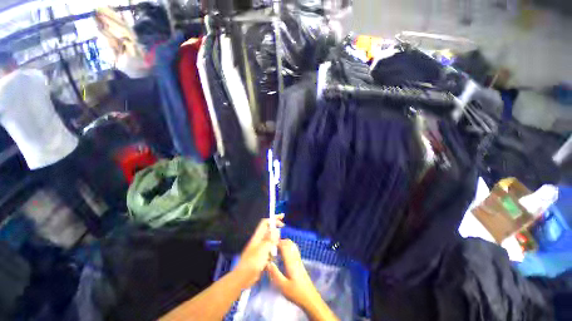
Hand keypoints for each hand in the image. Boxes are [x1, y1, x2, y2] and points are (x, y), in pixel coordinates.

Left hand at [234, 215, 283, 288]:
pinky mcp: (261, 256)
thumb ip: (270, 240)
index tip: (282, 218)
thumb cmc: (252, 263)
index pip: (265, 222)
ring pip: (270, 241)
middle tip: (281, 238)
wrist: (243, 278)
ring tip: (276, 251)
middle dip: (276, 232)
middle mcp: (258, 240)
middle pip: (269, 231)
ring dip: (274, 244)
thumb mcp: (262, 250)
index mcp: (257, 236)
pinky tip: (273, 259)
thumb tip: (275, 230)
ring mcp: (259, 248)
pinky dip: (272, 253)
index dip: (273, 219)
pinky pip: (269, 251)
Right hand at [266, 239, 321, 310]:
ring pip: (291, 245)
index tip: (268, 247)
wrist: (310, 298)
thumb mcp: (282, 285)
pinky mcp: (299, 263)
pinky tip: (282, 257)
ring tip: (275, 252)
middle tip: (271, 249)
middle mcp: (295, 257)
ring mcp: (298, 259)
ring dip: (283, 245)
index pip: (284, 245)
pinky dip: (287, 249)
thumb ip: (274, 273)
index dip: (276, 243)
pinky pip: (293, 250)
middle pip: (288, 243)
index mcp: (291, 261)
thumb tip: (267, 262)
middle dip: (279, 242)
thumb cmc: (295, 293)